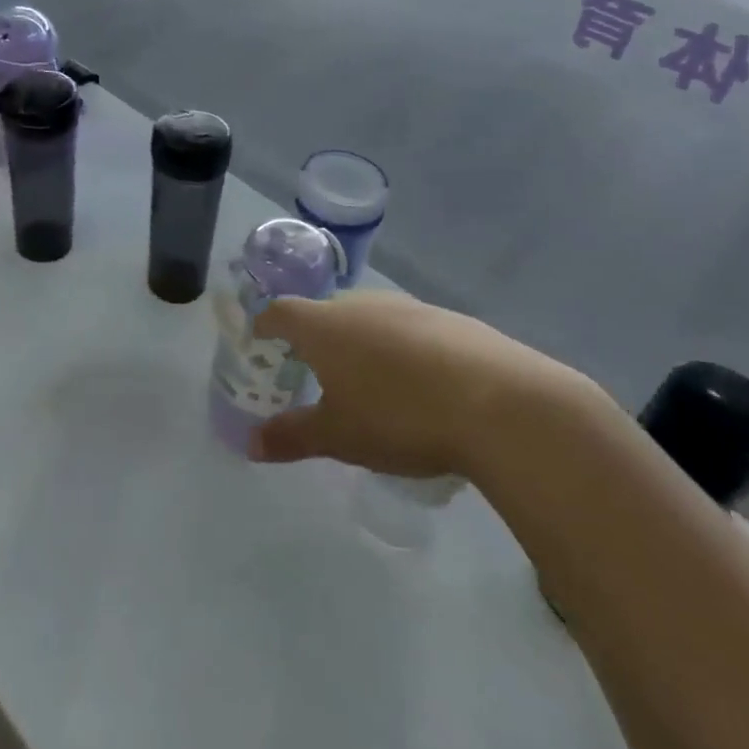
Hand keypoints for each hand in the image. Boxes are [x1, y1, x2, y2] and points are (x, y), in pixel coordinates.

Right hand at [249, 291, 587, 475]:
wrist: (498, 402)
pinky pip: (409, 329)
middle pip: (326, 312)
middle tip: (312, 368)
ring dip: (360, 341)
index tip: (259, 338)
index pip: (282, 312)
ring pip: (370, 318)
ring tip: (365, 379)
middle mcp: (363, 305)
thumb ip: (292, 436)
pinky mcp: (450, 319)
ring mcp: (410, 307)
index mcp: (326, 326)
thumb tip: (251, 444)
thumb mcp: (339, 436)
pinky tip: (418, 383)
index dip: (266, 324)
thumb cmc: (399, 416)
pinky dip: (400, 349)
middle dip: (315, 336)